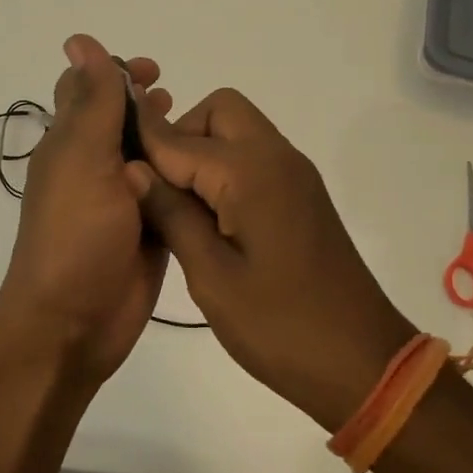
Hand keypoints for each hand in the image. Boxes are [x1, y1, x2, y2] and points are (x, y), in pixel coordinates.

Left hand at [0, 34, 173, 389]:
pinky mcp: (148, 230)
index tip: (152, 70)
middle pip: (120, 122)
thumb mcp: (84, 157)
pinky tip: (211, 172)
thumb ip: (93, 101)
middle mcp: (93, 167)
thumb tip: (80, 40)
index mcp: (70, 143)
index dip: (115, 73)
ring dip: (169, 139)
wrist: (75, 321)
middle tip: (178, 98)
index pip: (87, 91)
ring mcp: (121, 201)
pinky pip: (167, 194)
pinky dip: (183, 178)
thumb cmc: (75, 233)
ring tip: (199, 132)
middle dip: (147, 104)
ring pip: (148, 157)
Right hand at [130, 88, 417, 430]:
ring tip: (178, 206)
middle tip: (157, 190)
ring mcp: (295, 174)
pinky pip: (255, 156)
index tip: (110, 157)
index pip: (180, 139)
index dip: (143, 144)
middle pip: (219, 110)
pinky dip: (226, 167)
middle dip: (180, 135)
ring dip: (203, 150)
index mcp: (252, 172)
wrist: (362, 361)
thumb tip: (133, 170)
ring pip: (238, 129)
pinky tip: (210, 216)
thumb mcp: (211, 277)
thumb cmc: (280, 326)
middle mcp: (277, 157)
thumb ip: (171, 215)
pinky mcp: (302, 193)